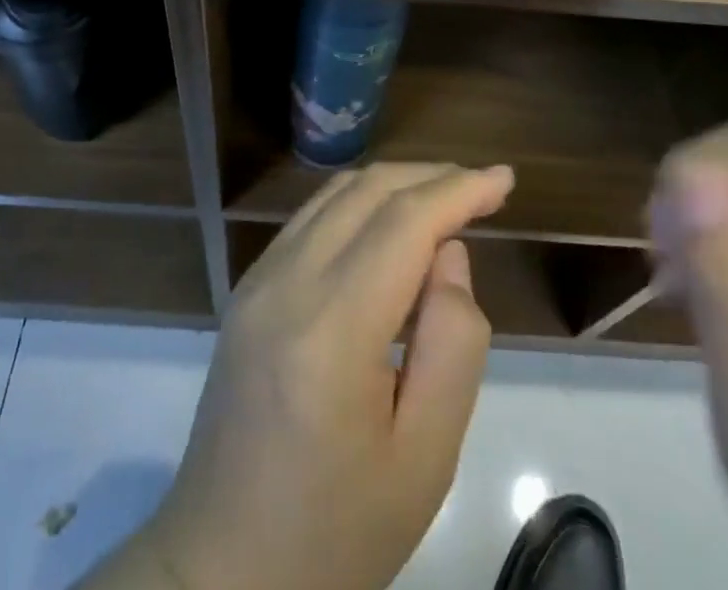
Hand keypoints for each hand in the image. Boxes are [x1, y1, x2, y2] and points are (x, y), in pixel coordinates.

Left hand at [91, 162, 513, 589]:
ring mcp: (258, 279)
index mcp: (330, 329)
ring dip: (395, 184)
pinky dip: (360, 203)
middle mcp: (286, 282)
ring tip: (446, 201)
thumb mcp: (425, 460)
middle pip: (368, 191)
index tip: (504, 179)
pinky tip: (390, 227)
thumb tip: (449, 254)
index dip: (459, 189)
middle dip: (431, 177)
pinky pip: (312, 218)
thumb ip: (453, 346)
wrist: (223, 568)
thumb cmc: (336, 531)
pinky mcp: (247, 287)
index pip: (404, 222)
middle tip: (482, 189)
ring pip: (336, 194)